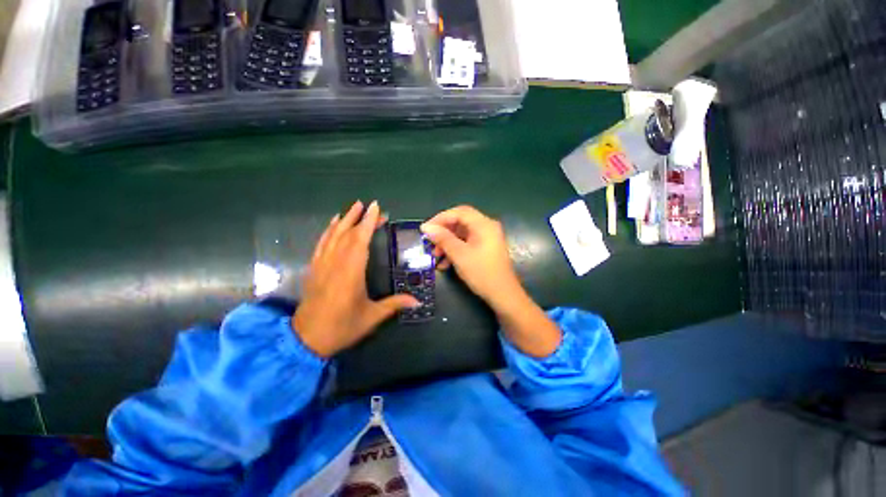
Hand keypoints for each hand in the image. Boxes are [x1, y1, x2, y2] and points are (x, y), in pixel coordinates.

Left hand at [294, 201, 419, 357]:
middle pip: (347, 234)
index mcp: (351, 272)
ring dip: (344, 220)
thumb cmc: (342, 327)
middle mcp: (335, 263)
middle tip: (371, 206)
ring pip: (333, 235)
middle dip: (360, 218)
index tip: (375, 208)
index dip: (368, 222)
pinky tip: (333, 224)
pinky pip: (321, 244)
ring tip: (354, 207)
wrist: (306, 340)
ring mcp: (322, 265)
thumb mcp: (372, 317)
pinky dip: (328, 231)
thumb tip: (418, 302)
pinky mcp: (313, 269)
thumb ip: (395, 305)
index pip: (360, 240)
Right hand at [421, 205, 561, 357]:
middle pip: (460, 222)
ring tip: (435, 256)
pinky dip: (455, 250)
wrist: (503, 295)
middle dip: (443, 233)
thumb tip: (426, 227)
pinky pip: (467, 243)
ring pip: (462, 234)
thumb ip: (443, 238)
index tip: (426, 229)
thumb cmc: (482, 273)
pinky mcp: (485, 248)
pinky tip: (445, 264)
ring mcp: (487, 238)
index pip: (459, 212)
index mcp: (484, 224)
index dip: (440, 218)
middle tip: (430, 244)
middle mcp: (487, 227)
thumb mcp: (459, 255)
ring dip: (447, 243)